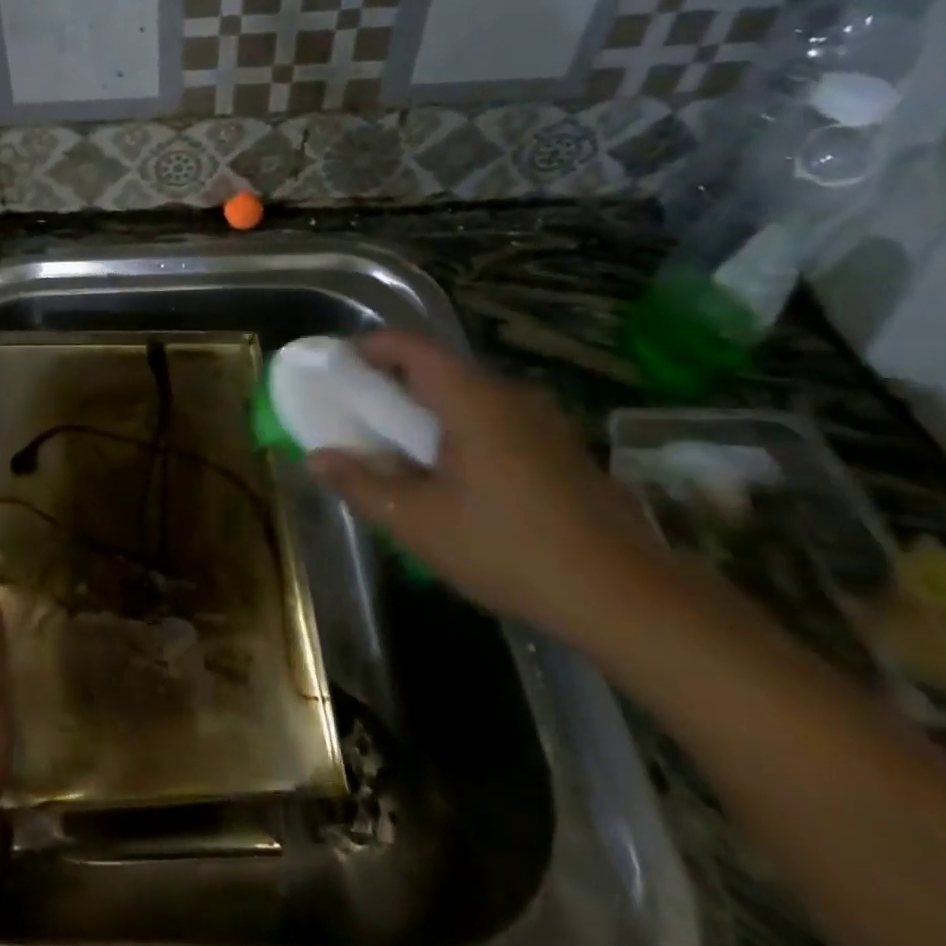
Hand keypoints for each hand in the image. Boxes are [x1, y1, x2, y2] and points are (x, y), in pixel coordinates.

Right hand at [307, 331, 662, 642]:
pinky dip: (460, 431)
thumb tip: (316, 458)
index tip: (337, 368)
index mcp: (473, 400)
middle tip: (359, 417)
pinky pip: (496, 422)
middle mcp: (510, 397)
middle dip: (392, 386)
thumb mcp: (419, 523)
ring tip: (400, 451)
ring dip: (427, 412)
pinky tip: (454, 480)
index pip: (411, 347)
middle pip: (439, 370)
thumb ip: (361, 485)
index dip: (368, 348)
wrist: (628, 598)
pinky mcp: (562, 450)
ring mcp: (543, 422)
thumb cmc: (510, 549)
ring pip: (469, 399)